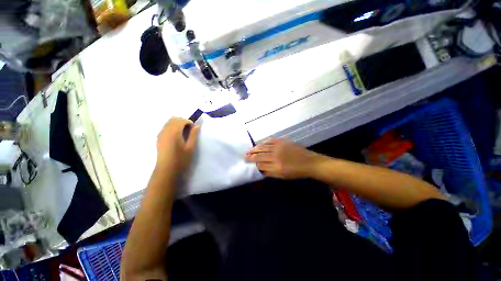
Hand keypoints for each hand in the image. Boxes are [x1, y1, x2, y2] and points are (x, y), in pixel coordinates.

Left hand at [156, 117, 199, 173]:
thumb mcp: (191, 147)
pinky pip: (165, 127)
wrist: (167, 170)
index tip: (194, 130)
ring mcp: (160, 134)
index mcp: (174, 132)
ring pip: (169, 122)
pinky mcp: (158, 138)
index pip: (181, 120)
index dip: (189, 122)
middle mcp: (165, 131)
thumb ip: (194, 135)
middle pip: (174, 119)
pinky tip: (176, 137)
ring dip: (177, 124)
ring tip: (183, 134)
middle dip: (183, 121)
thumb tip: (197, 126)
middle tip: (189, 130)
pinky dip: (172, 127)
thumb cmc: (181, 159)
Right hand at [245, 139, 321, 178]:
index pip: (260, 164)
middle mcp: (276, 156)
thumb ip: (270, 173)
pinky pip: (270, 141)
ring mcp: (279, 147)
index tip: (247, 162)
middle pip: (259, 155)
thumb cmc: (296, 172)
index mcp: (276, 167)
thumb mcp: (283, 176)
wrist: (310, 162)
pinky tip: (260, 144)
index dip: (253, 163)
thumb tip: (260, 170)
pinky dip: (264, 142)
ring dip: (255, 148)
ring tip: (249, 149)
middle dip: (251, 156)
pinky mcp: (283, 142)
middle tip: (245, 156)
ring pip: (263, 147)